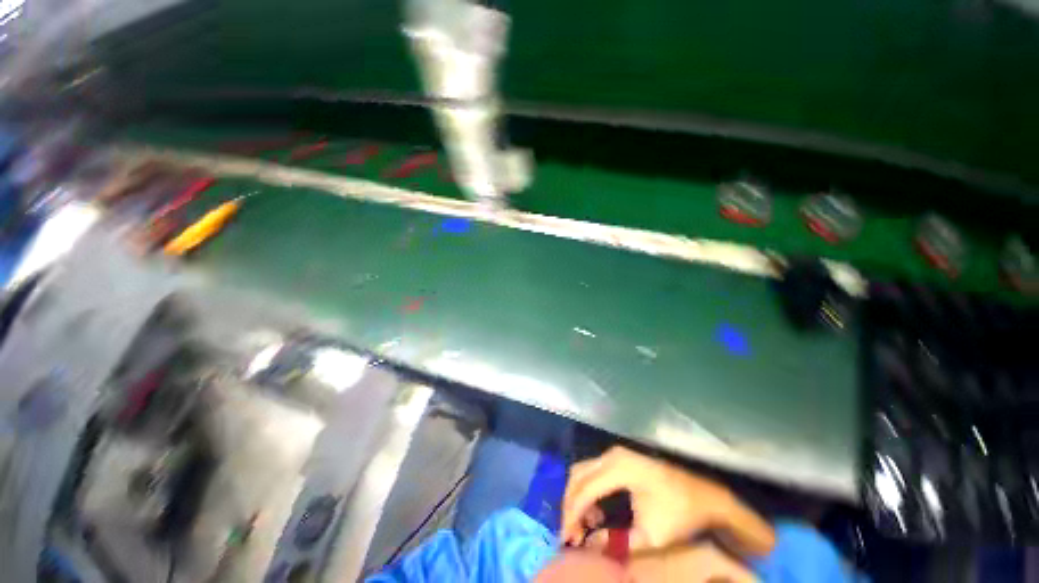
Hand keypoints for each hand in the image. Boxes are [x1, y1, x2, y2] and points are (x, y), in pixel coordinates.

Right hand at [561, 446, 774, 555]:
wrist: (704, 498)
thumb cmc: (679, 517)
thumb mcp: (650, 538)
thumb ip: (616, 542)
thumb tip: (587, 544)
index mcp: (620, 469)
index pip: (584, 490)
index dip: (572, 515)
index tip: (566, 539)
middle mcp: (613, 455)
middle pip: (578, 476)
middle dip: (570, 505)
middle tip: (570, 533)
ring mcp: (615, 454)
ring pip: (582, 471)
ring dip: (577, 497)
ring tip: (581, 525)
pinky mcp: (619, 458)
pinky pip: (592, 470)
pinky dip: (586, 490)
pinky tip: (594, 512)